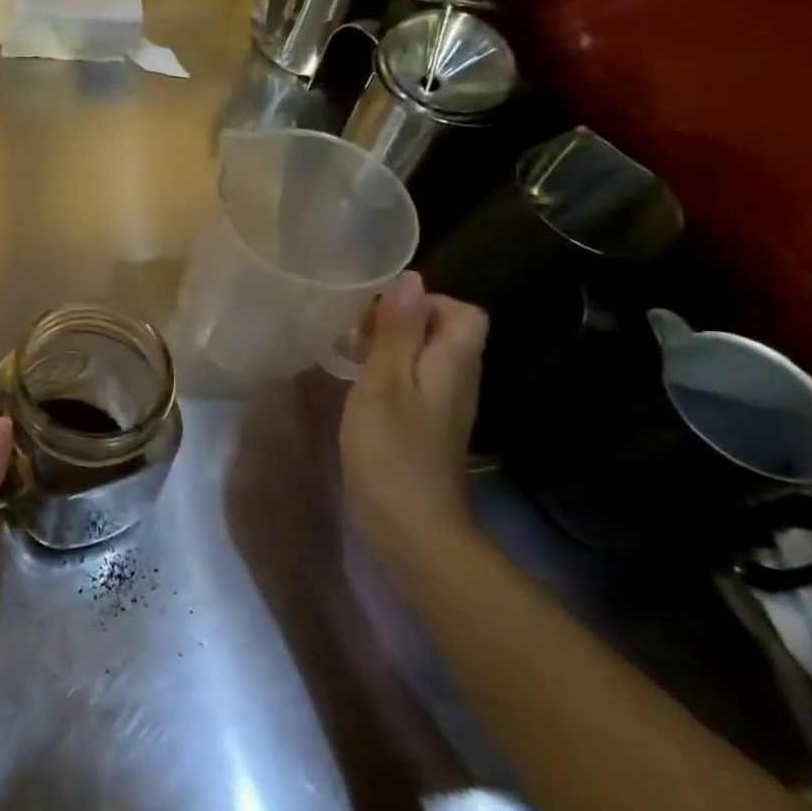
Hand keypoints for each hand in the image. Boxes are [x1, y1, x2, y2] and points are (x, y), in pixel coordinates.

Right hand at [340, 271, 489, 572]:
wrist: (412, 531)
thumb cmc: (393, 450)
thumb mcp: (385, 382)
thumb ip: (398, 331)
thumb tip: (411, 279)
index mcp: (453, 364)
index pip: (464, 313)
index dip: (425, 302)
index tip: (380, 312)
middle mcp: (456, 381)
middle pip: (442, 333)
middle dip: (399, 322)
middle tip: (354, 331)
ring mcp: (441, 409)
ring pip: (423, 359)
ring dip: (388, 348)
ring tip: (347, 353)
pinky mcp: (423, 429)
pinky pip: (411, 385)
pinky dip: (385, 376)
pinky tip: (354, 388)